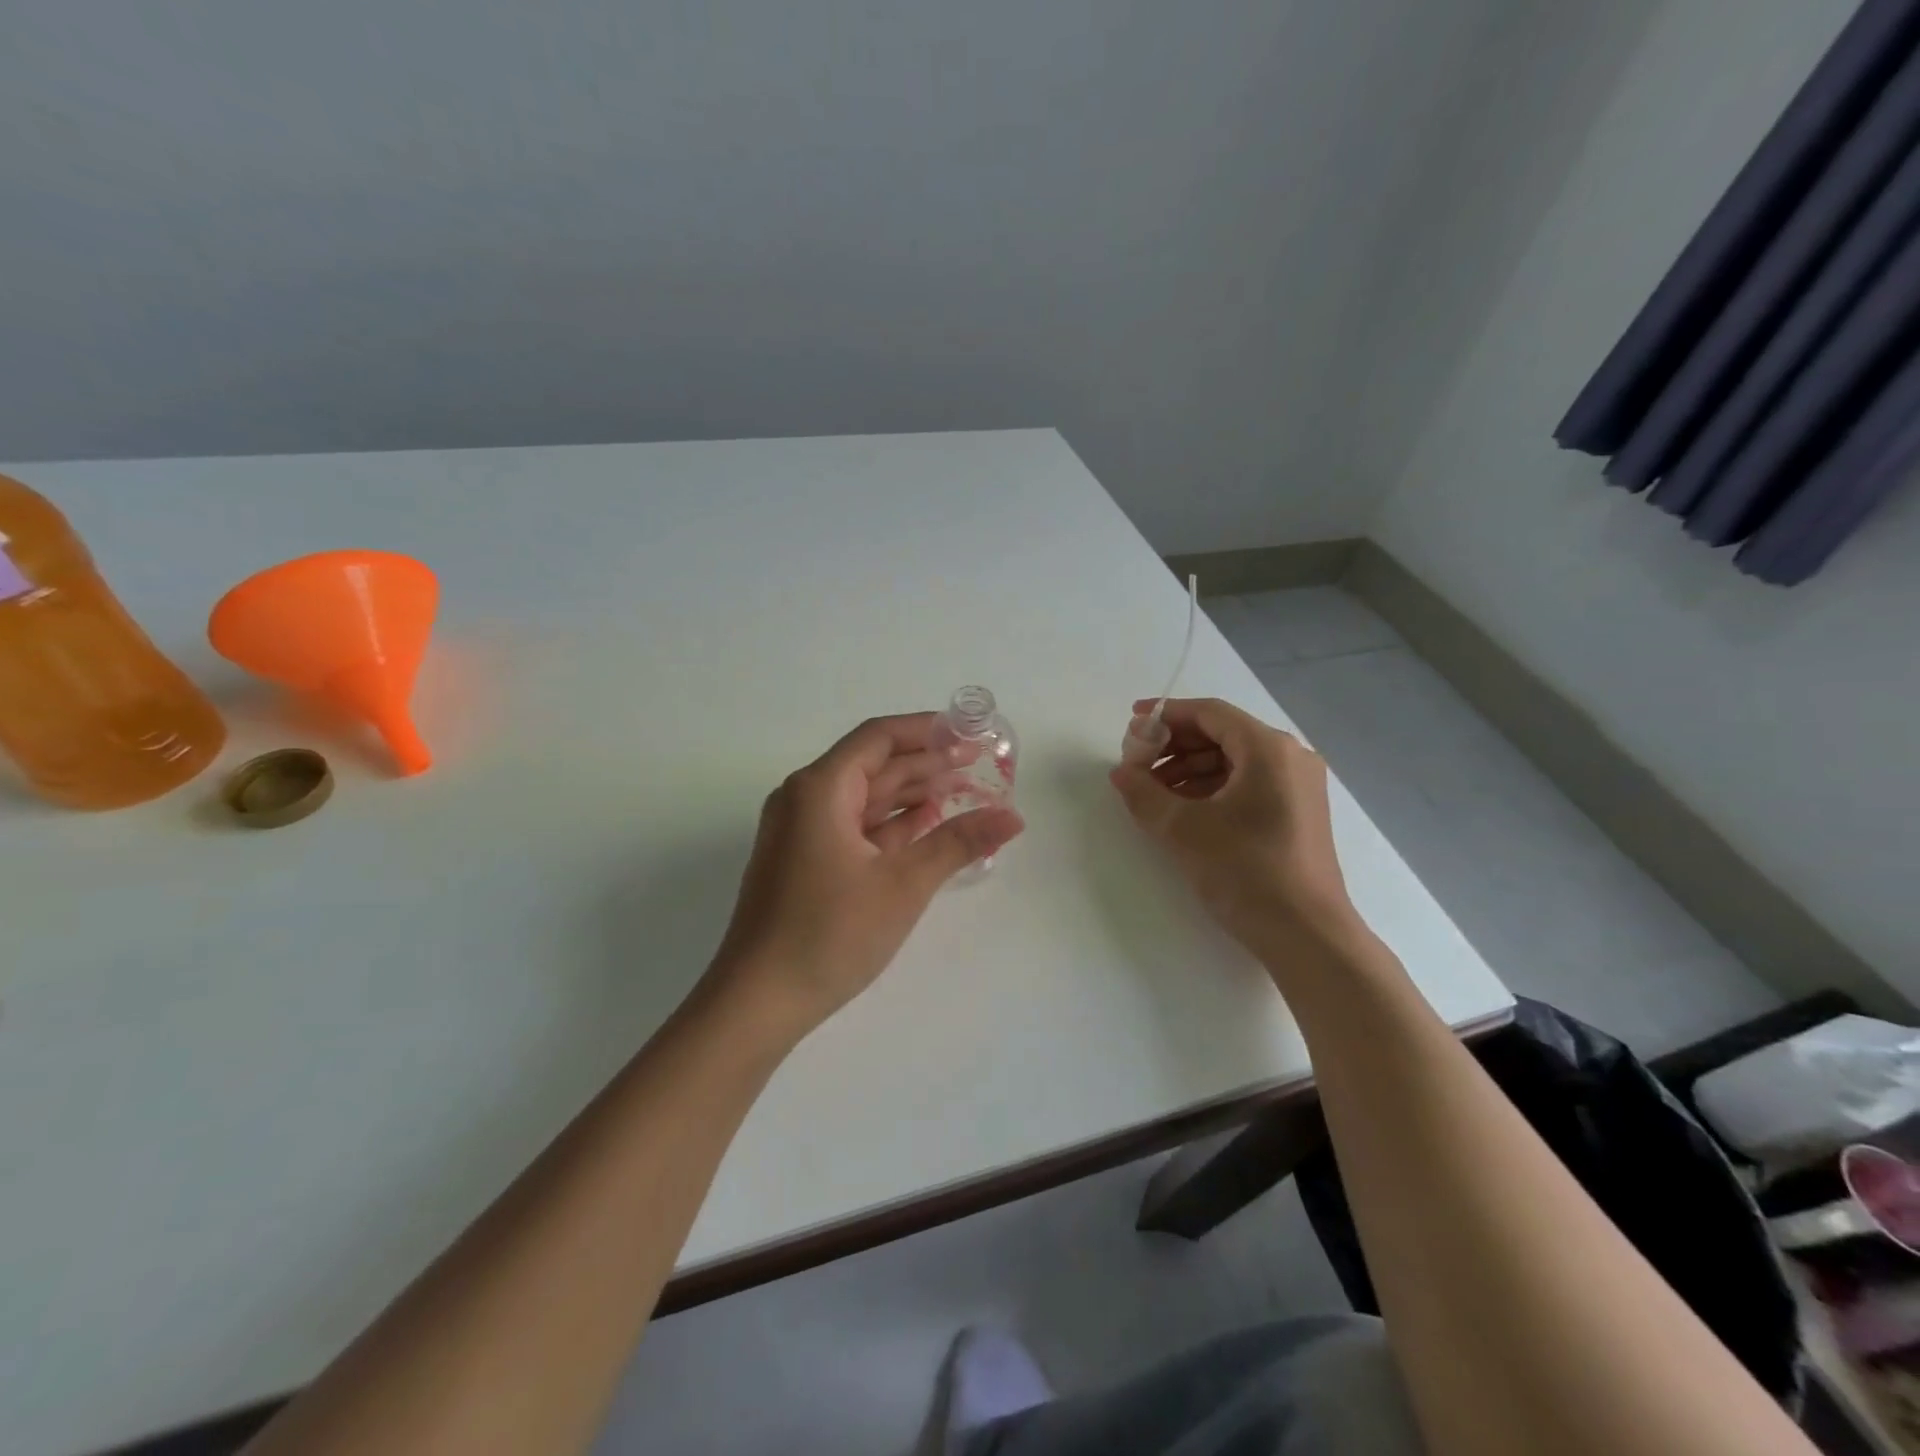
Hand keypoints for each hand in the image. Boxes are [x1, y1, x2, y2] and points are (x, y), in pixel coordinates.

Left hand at [710, 713, 1024, 1037]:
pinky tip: (925, 826)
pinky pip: (852, 827)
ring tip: (962, 792)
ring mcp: (800, 832)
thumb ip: (958, 843)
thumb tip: (1013, 818)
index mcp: (819, 788)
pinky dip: (889, 824)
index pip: (878, 738)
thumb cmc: (830, 933)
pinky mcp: (802, 862)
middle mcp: (804, 799)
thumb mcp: (903, 885)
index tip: (969, 732)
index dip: (926, 730)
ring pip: (863, 798)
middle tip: (978, 764)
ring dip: (910, 794)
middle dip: (925, 763)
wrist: (757, 1002)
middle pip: (872, 765)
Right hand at [1108, 697, 1354, 957]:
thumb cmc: (1245, 871)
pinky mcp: (1298, 812)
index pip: (1209, 713)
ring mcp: (1298, 786)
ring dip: (1190, 769)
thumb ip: (1144, 793)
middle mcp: (1290, 757)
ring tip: (1154, 792)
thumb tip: (1121, 772)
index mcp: (1268, 749)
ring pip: (1234, 761)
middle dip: (1175, 745)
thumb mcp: (1182, 829)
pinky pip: (1248, 783)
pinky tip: (1184, 810)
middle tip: (1138, 763)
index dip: (1166, 714)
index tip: (1131, 724)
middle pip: (1223, 734)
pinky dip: (1213, 788)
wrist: (1306, 935)